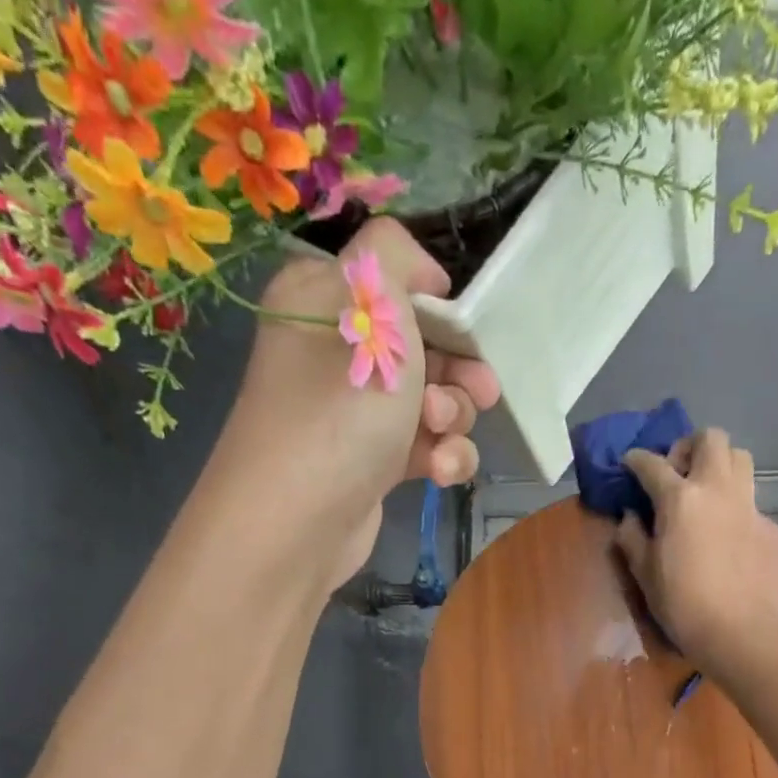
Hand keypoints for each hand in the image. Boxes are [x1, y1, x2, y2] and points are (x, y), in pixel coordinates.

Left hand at [214, 218, 500, 589]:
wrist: (299, 521)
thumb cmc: (338, 406)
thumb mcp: (371, 307)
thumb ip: (396, 257)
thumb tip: (420, 273)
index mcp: (321, 300)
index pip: (394, 285)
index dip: (438, 308)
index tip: (464, 332)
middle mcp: (335, 353)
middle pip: (423, 347)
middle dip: (458, 372)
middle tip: (478, 392)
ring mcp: (354, 414)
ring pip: (432, 402)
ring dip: (453, 419)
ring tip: (440, 438)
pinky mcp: (373, 463)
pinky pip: (424, 447)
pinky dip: (442, 457)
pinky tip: (441, 473)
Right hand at [615, 428, 777, 680]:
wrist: (752, 632)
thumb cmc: (688, 607)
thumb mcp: (647, 577)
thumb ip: (634, 541)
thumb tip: (630, 518)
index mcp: (679, 498)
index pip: (652, 464)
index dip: (636, 460)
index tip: (629, 463)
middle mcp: (716, 489)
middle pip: (709, 439)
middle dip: (688, 447)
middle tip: (674, 474)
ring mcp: (747, 504)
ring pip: (738, 458)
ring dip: (718, 463)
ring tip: (702, 492)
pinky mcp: (769, 525)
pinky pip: (749, 495)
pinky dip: (732, 499)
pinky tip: (722, 529)